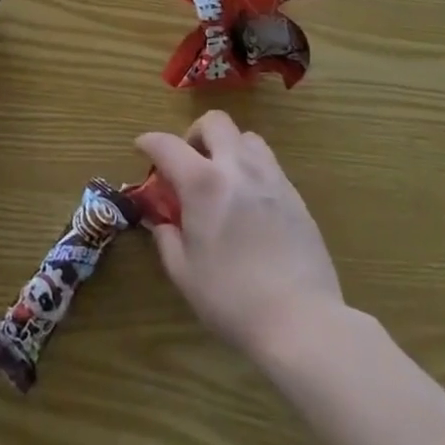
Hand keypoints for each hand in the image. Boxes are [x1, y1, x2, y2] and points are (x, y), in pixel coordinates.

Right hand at [136, 111, 345, 362]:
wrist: (302, 321)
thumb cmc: (233, 300)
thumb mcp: (185, 274)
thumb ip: (167, 239)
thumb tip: (163, 223)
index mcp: (203, 183)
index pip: (167, 144)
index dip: (149, 142)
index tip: (142, 147)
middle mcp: (237, 168)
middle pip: (215, 122)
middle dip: (195, 134)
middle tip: (189, 163)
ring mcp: (271, 178)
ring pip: (247, 137)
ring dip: (228, 147)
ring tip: (223, 178)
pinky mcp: (295, 196)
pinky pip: (269, 164)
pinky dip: (251, 170)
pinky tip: (249, 203)